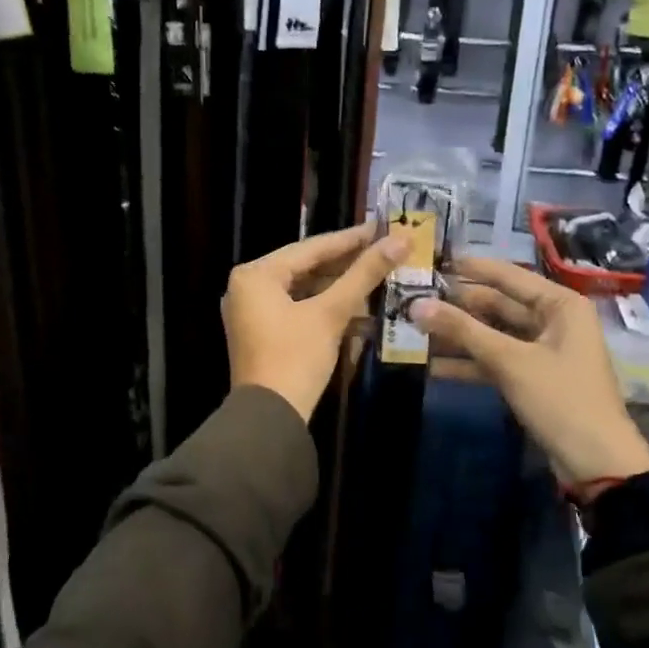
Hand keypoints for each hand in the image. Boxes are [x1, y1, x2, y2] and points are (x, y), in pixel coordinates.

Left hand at [224, 224, 408, 421]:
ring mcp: (252, 313)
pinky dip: (325, 309)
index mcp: (255, 274)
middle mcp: (247, 288)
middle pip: (306, 267)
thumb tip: (400, 240)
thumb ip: (364, 274)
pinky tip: (358, 308)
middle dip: (347, 264)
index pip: (310, 248)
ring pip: (304, 290)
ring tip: (378, 276)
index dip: (350, 239)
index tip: (381, 228)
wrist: (270, 419)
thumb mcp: (330, 313)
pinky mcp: (262, 334)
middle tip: (384, 250)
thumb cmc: (295, 357)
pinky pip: (298, 310)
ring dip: (339, 288)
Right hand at [414, 257, 648, 498]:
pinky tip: (434, 365)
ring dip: (459, 335)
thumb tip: (416, 305)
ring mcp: (543, 350)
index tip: (434, 259)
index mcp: (560, 304)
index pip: (508, 275)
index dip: (471, 268)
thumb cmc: (560, 398)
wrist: (596, 462)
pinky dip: (470, 362)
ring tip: (416, 331)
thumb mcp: (509, 360)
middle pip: (498, 304)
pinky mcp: (533, 377)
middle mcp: (554, 320)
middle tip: (414, 300)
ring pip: (494, 334)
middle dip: (458, 306)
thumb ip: (462, 330)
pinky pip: (497, 360)